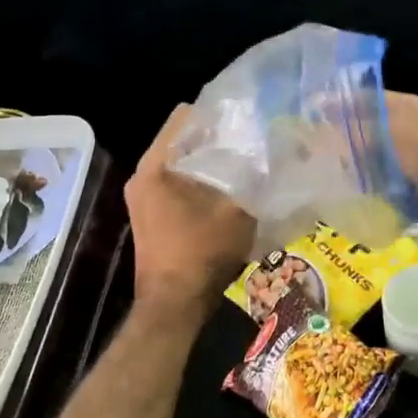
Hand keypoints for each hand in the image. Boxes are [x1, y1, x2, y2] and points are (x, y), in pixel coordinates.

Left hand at [125, 105, 255, 314]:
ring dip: (209, 162)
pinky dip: (201, 182)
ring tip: (246, 159)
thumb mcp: (236, 211)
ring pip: (181, 165)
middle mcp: (142, 176)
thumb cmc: (201, 253)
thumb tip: (276, 154)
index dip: (215, 112)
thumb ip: (254, 179)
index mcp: (154, 166)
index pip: (184, 117)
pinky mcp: (151, 216)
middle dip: (215, 137)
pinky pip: (178, 184)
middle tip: (251, 136)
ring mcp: (143, 198)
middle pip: (182, 140)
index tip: (244, 115)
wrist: (173, 306)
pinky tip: (230, 187)